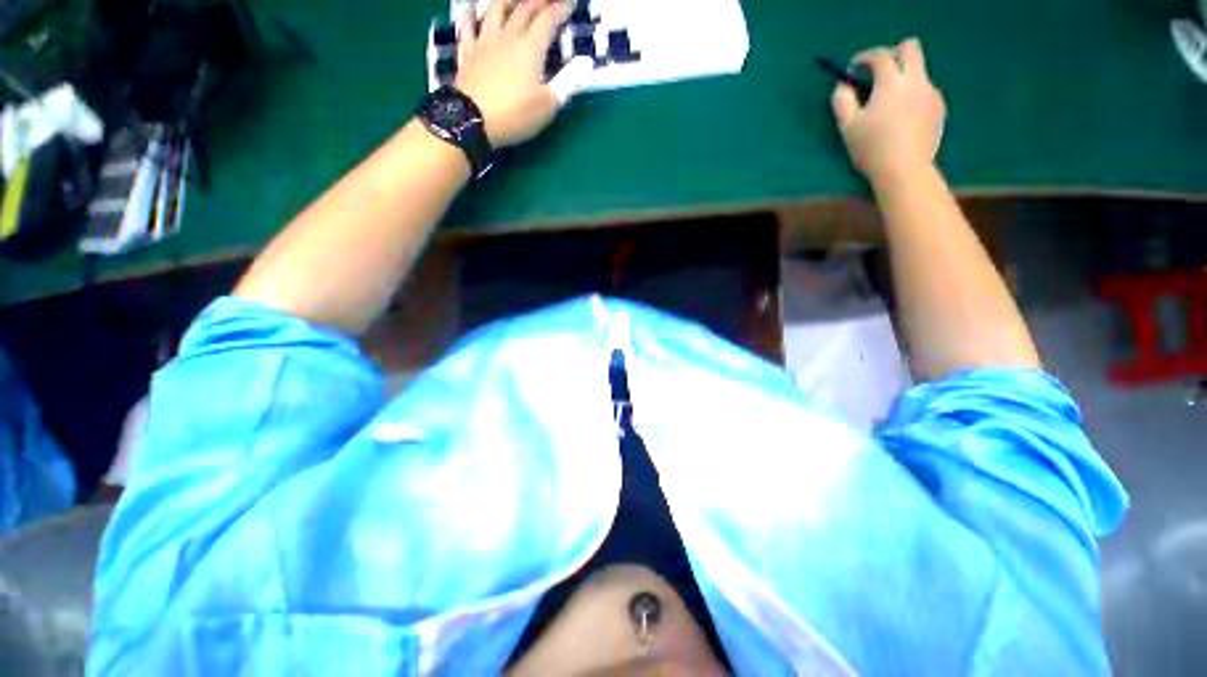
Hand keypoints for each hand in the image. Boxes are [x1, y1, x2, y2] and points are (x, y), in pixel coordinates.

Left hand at [455, 0, 579, 146]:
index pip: (548, 20)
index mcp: (531, 48)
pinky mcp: (467, 52)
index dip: (560, 9)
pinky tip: (471, 8)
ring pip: (496, 9)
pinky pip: (467, 26)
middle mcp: (508, 37)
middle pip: (524, 9)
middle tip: (547, 0)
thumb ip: (567, 82)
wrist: (472, 120)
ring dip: (507, 0)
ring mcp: (485, 42)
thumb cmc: (515, 115)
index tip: (569, 4)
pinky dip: (470, 14)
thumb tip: (586, 64)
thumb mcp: (548, 105)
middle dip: (538, 1)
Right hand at [831, 38, 945, 183]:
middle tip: (877, 72)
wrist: (905, 169)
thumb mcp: (847, 126)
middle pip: (910, 48)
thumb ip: (842, 100)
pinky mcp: (938, 107)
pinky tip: (902, 116)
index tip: (853, 69)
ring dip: (902, 77)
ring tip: (888, 101)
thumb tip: (843, 86)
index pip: (879, 56)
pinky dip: (911, 94)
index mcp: (891, 82)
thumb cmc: (872, 147)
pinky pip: (924, 90)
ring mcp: (931, 93)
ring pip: (919, 70)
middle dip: (892, 54)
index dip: (864, 58)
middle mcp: (915, 80)